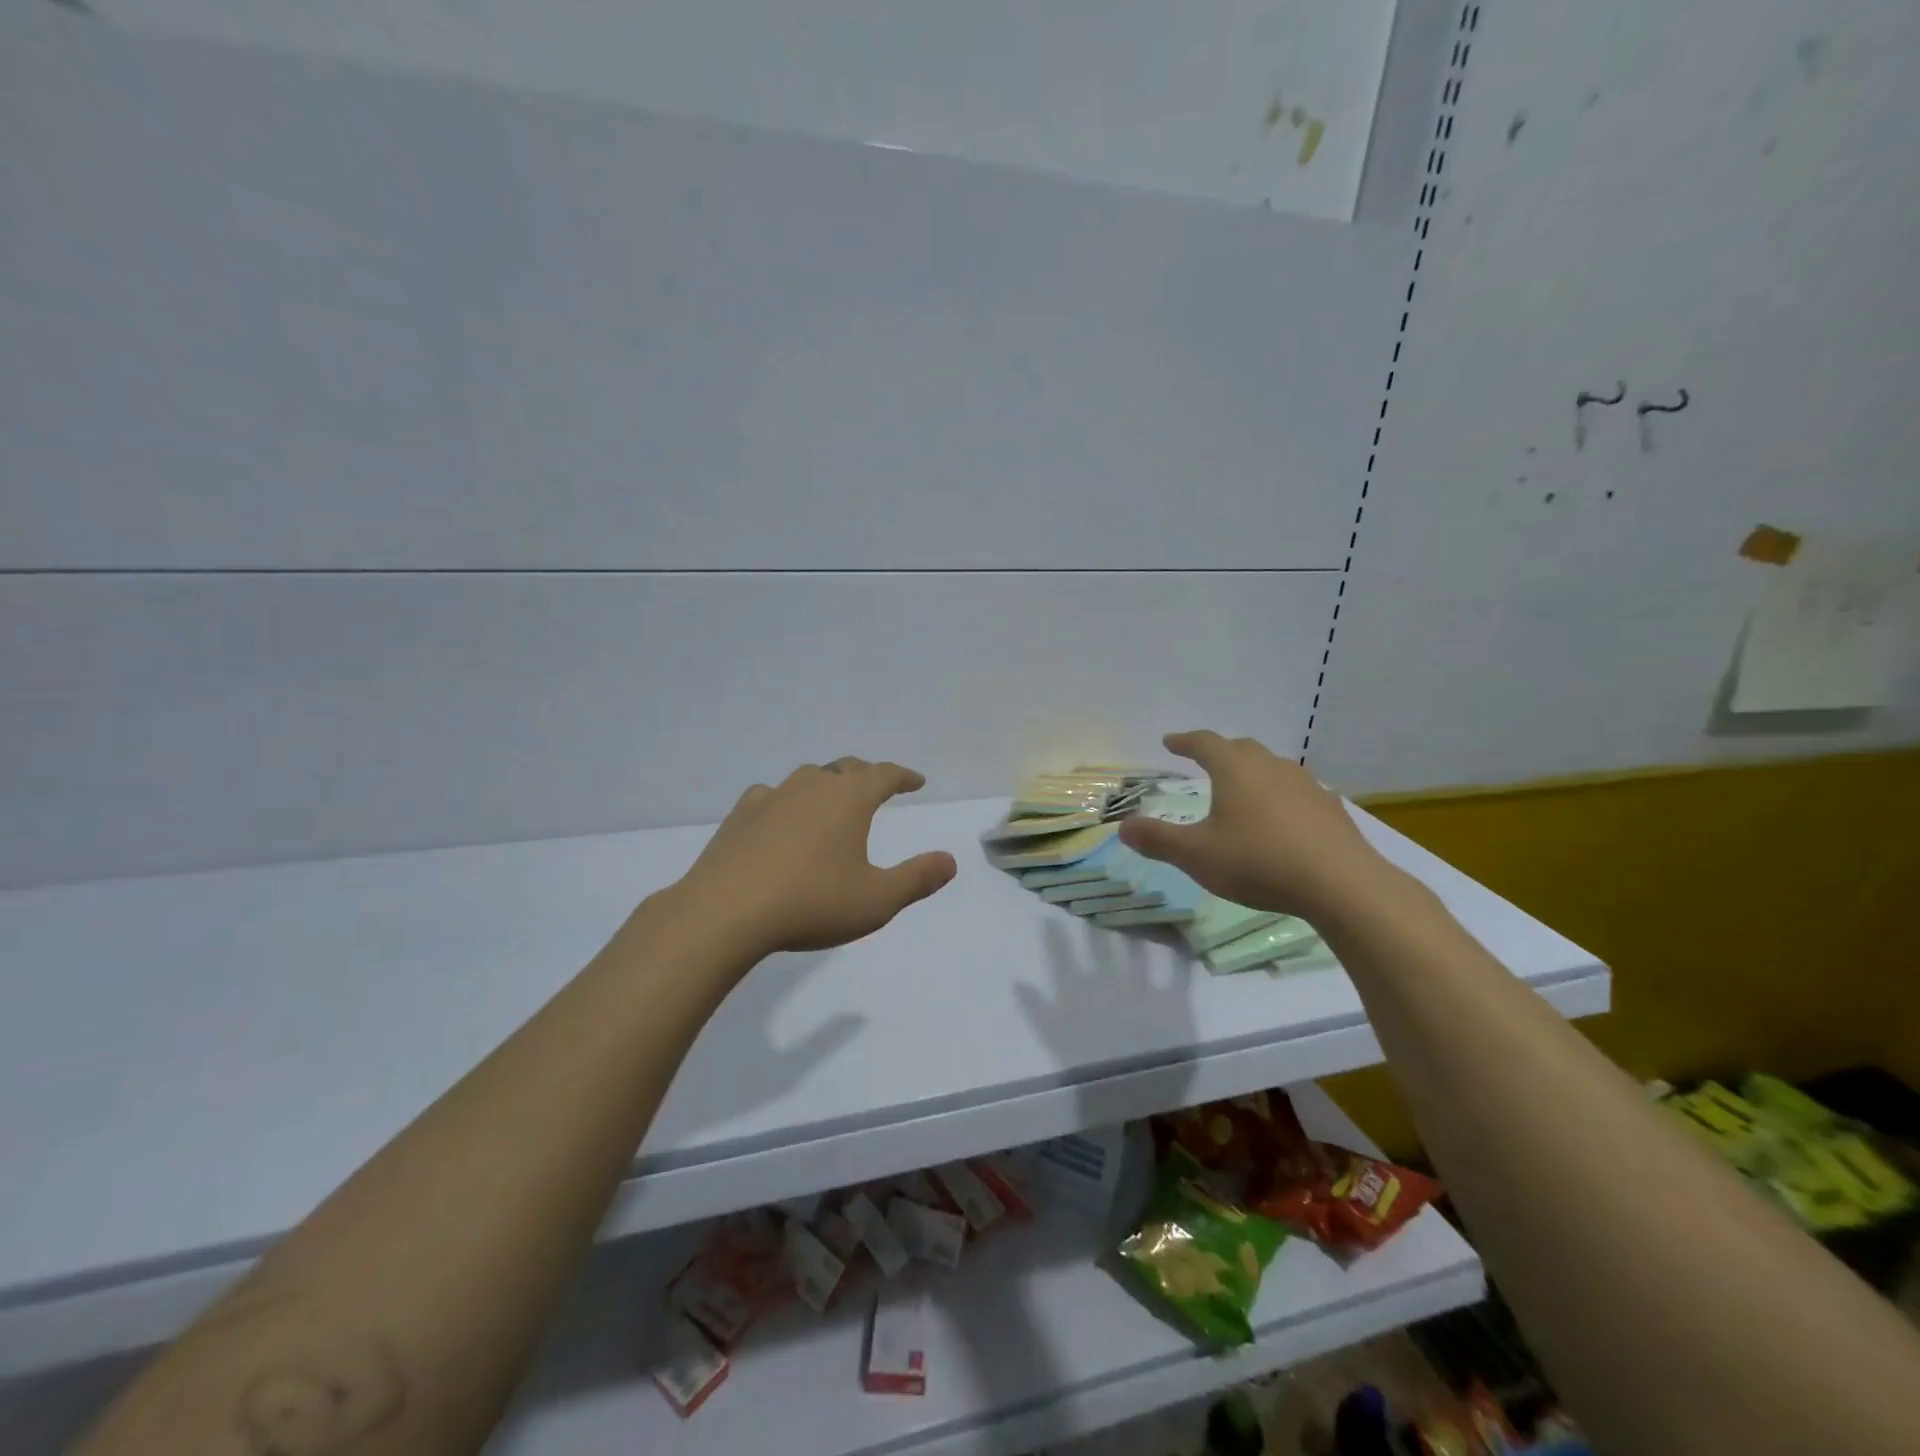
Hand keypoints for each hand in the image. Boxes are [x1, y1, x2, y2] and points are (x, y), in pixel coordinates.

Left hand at [674, 757, 957, 957]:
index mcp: (848, 799)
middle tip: (877, 787)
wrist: (724, 912)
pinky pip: (772, 795)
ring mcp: (772, 796)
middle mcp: (812, 786)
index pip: (884, 774)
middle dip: (866, 775)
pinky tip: (781, 819)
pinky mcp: (741, 814)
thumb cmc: (810, 904)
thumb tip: (950, 861)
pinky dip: (786, 802)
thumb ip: (917, 879)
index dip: (903, 776)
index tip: (916, 781)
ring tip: (832, 801)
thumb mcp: (876, 900)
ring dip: (827, 784)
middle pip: (846, 768)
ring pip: (808, 778)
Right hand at [1117, 731, 1394, 921]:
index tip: (1170, 742)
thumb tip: (1124, 827)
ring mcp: (1306, 786)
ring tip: (1243, 789)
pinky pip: (1298, 792)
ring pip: (1273, 768)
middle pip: (1242, 749)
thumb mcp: (1197, 855)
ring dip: (1253, 772)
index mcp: (1235, 770)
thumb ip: (1158, 840)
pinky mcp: (1331, 810)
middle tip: (1205, 759)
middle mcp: (1271, 768)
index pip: (1205, 743)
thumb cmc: (1259, 861)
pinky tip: (1282, 819)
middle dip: (1220, 751)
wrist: (1341, 884)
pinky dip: (1281, 797)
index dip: (1185, 742)